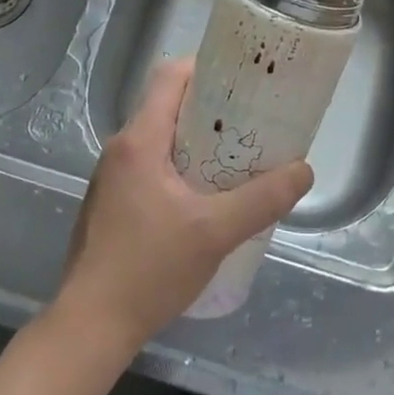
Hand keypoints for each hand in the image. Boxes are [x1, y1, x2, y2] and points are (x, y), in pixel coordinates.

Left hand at [54, 58, 313, 348]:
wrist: (90, 327)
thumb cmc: (149, 269)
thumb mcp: (216, 232)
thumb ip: (263, 199)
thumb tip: (304, 170)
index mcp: (140, 139)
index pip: (171, 75)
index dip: (207, 67)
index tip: (243, 79)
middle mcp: (121, 148)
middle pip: (168, 104)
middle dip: (212, 107)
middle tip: (251, 121)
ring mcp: (112, 177)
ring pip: (160, 137)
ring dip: (197, 139)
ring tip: (236, 156)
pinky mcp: (111, 203)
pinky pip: (150, 164)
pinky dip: (180, 165)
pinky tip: (205, 196)